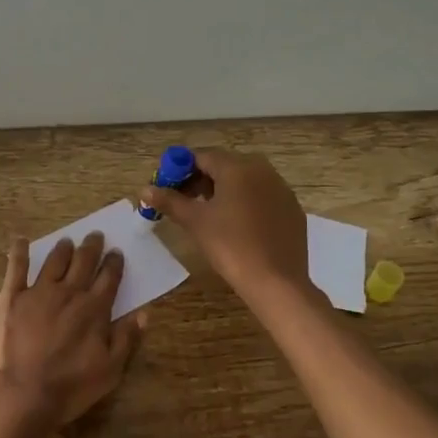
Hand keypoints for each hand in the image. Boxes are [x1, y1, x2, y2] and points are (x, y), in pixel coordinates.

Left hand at [0, 231, 142, 428]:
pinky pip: (16, 267)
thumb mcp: (110, 371)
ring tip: (67, 241)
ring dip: (63, 248)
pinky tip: (21, 240)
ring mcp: (38, 291)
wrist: (20, 395)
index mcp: (94, 309)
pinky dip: (20, 251)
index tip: (116, 252)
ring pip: (54, 261)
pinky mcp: (11, 297)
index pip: (109, 278)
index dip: (114, 263)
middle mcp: (69, 292)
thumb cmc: (69, 388)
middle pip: (83, 262)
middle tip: (95, 236)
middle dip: (91, 247)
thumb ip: (127, 338)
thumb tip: (144, 312)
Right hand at [137, 148, 309, 299]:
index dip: (180, 169)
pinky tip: (237, 226)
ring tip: (208, 214)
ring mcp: (281, 188)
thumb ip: (169, 201)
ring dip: (223, 190)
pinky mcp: (292, 208)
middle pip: (224, 166)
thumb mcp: (195, 222)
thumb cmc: (230, 245)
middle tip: (184, 201)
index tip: (167, 187)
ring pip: (245, 180)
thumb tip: (145, 189)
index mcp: (237, 167)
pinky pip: (262, 196)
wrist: (276, 281)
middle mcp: (262, 170)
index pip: (202, 156)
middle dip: (200, 179)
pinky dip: (245, 202)